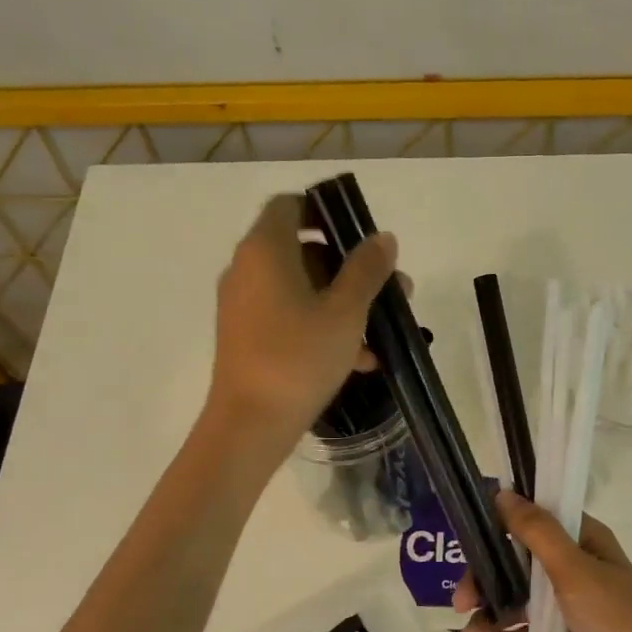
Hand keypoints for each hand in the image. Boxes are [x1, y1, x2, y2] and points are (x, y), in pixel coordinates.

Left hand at [204, 194, 398, 451]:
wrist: (250, 425)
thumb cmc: (299, 359)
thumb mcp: (346, 313)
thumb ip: (367, 270)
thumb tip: (382, 238)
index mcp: (265, 250)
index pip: (290, 206)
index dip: (325, 212)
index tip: (359, 236)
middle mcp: (247, 270)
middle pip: (301, 250)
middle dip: (348, 268)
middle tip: (387, 289)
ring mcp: (243, 306)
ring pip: (299, 289)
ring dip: (341, 302)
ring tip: (380, 330)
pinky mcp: (246, 338)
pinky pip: (288, 318)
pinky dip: (320, 327)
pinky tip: (360, 360)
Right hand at [455, 491, 631, 631]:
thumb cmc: (617, 617)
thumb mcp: (574, 570)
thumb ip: (536, 531)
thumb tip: (502, 493)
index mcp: (581, 540)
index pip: (531, 520)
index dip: (497, 526)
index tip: (466, 539)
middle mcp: (571, 565)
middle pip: (513, 563)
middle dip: (483, 582)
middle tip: (460, 603)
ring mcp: (565, 603)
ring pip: (514, 600)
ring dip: (489, 617)